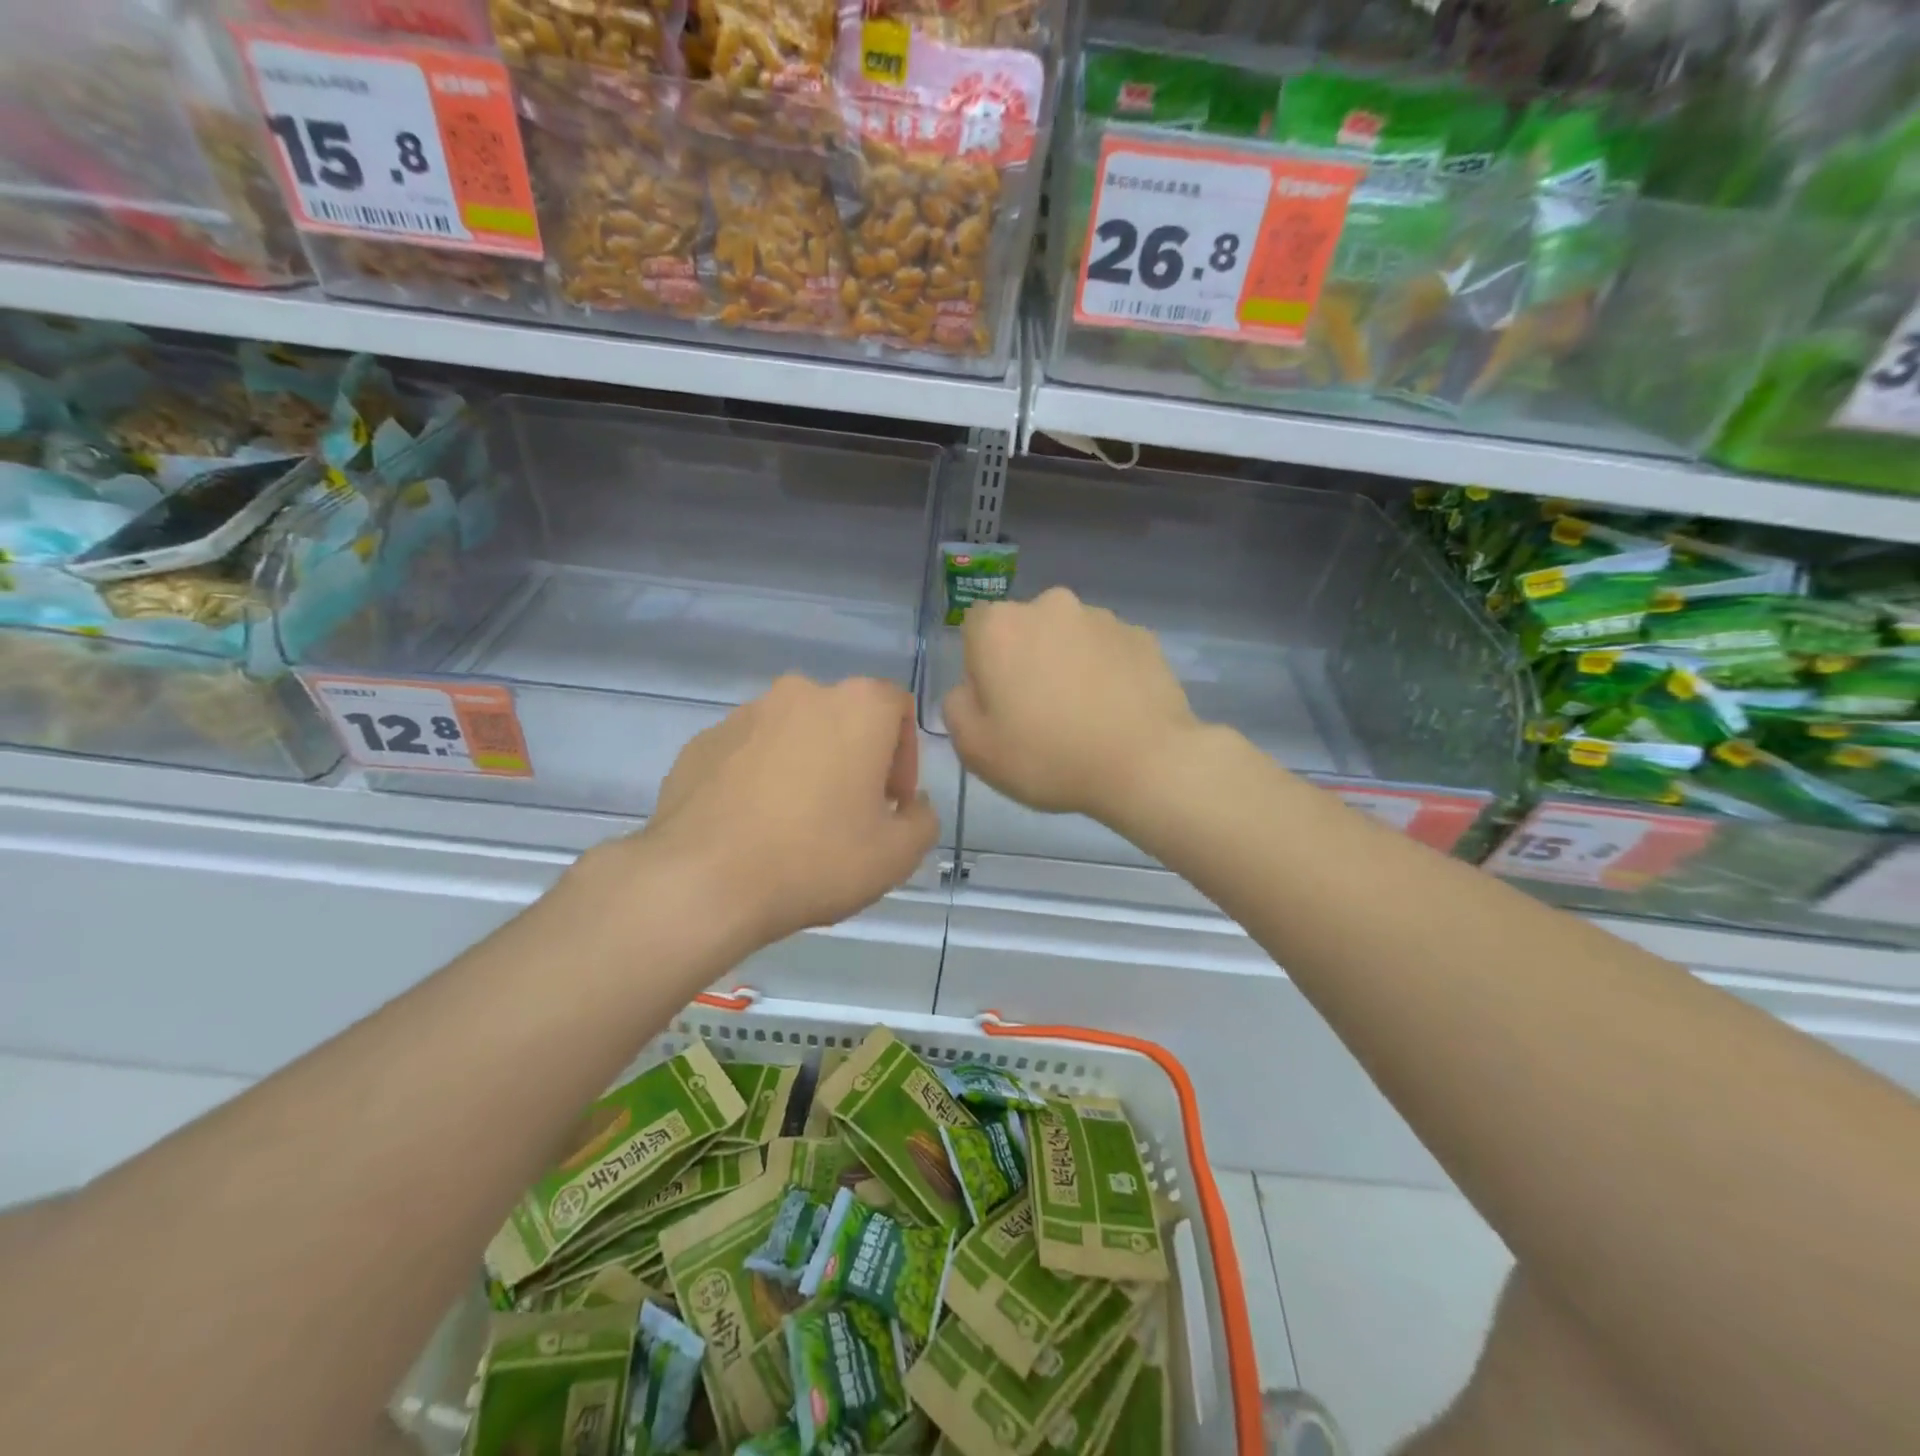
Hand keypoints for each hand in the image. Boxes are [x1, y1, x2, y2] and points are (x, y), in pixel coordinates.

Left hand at [634, 676, 938, 949]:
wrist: (703, 881)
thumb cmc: (816, 859)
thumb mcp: (897, 855)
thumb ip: (922, 821)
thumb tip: (911, 806)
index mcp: (856, 706)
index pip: (897, 708)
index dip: (905, 756)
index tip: (891, 803)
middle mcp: (801, 693)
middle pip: (844, 719)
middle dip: (855, 760)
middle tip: (849, 815)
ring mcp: (744, 714)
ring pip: (793, 734)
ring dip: (806, 766)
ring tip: (795, 824)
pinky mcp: (702, 741)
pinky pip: (748, 752)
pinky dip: (760, 777)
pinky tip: (752, 826)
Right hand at [943, 587, 1199, 821]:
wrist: (1145, 763)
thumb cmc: (1048, 756)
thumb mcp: (975, 749)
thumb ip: (957, 707)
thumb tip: (971, 688)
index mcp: (1000, 627)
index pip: (975, 628)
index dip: (982, 665)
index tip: (998, 702)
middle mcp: (1049, 606)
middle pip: (1025, 628)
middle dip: (1027, 659)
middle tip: (1040, 711)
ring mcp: (1101, 617)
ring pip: (1069, 637)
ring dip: (1068, 662)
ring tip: (1084, 714)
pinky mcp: (1141, 635)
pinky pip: (1109, 650)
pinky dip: (1107, 671)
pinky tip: (1115, 710)